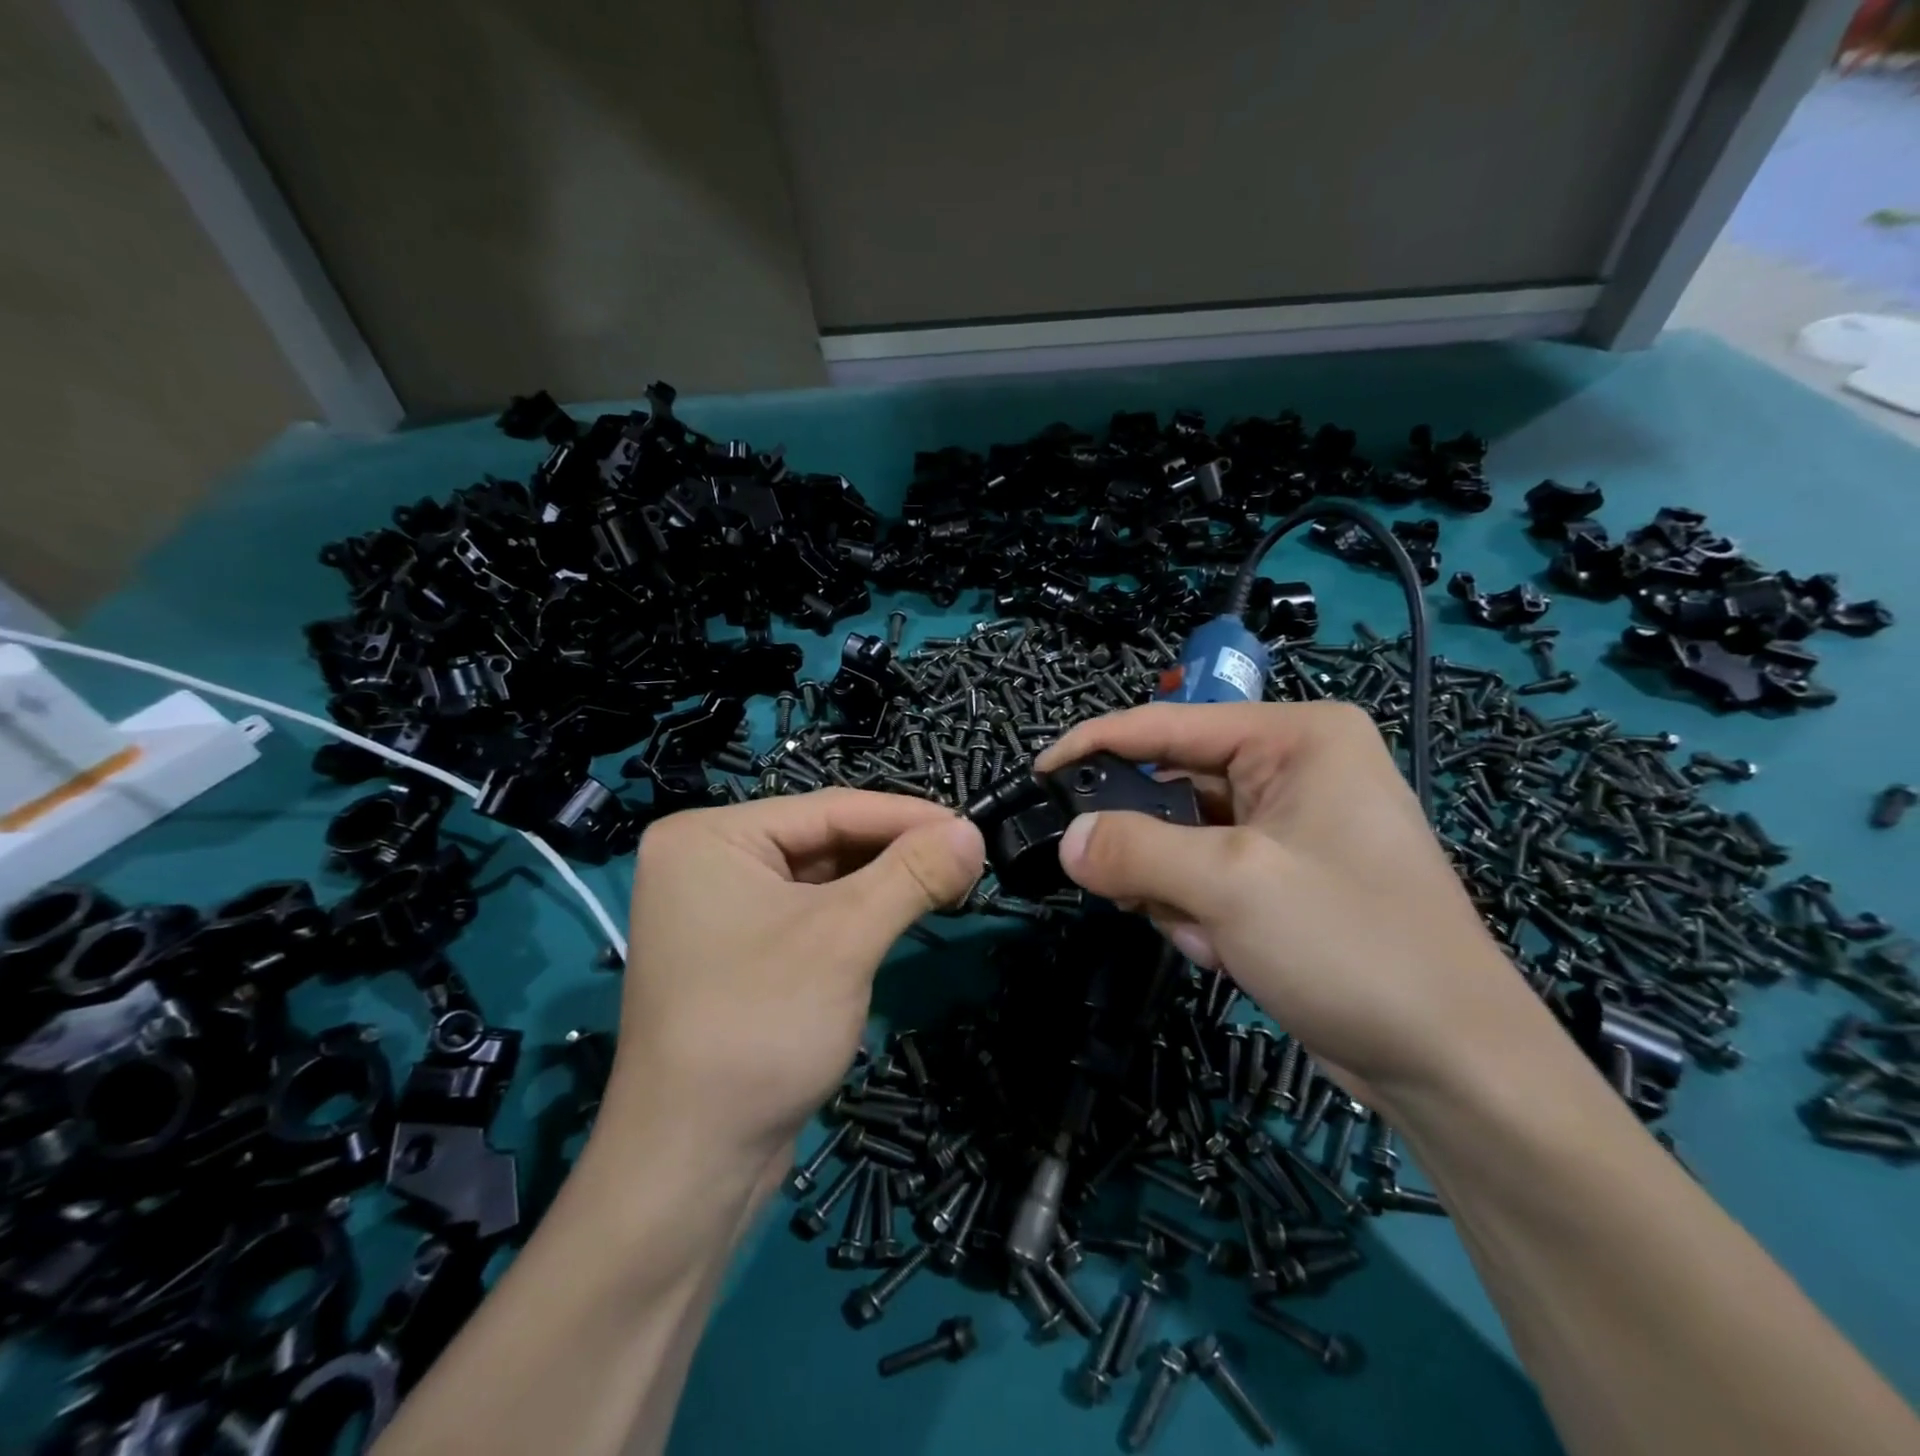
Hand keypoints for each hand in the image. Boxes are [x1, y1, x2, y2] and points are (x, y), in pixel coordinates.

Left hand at [606, 790, 983, 1160]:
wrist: (692, 1167)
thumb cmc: (759, 1027)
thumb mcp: (845, 938)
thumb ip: (912, 874)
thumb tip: (974, 832)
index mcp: (710, 837)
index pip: (829, 809)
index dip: (908, 815)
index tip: (973, 826)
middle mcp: (709, 862)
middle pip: (824, 840)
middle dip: (897, 850)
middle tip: (967, 857)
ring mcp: (721, 910)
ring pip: (822, 878)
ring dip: (884, 881)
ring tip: (949, 881)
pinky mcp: (741, 953)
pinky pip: (811, 914)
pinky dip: (860, 912)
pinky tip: (904, 911)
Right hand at [1037, 702, 1533, 1111]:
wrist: (1452, 1066)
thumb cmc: (1351, 945)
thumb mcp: (1230, 885)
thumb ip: (1133, 850)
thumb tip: (1066, 839)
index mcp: (1296, 737)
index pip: (1168, 725)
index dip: (1095, 745)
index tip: (1037, 775)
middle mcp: (1294, 768)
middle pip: (1174, 787)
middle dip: (1148, 847)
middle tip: (1124, 889)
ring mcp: (1291, 825)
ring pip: (1183, 838)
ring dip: (1175, 889)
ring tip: (1207, 934)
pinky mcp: (1285, 876)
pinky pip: (1207, 875)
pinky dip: (1198, 912)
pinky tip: (1227, 950)